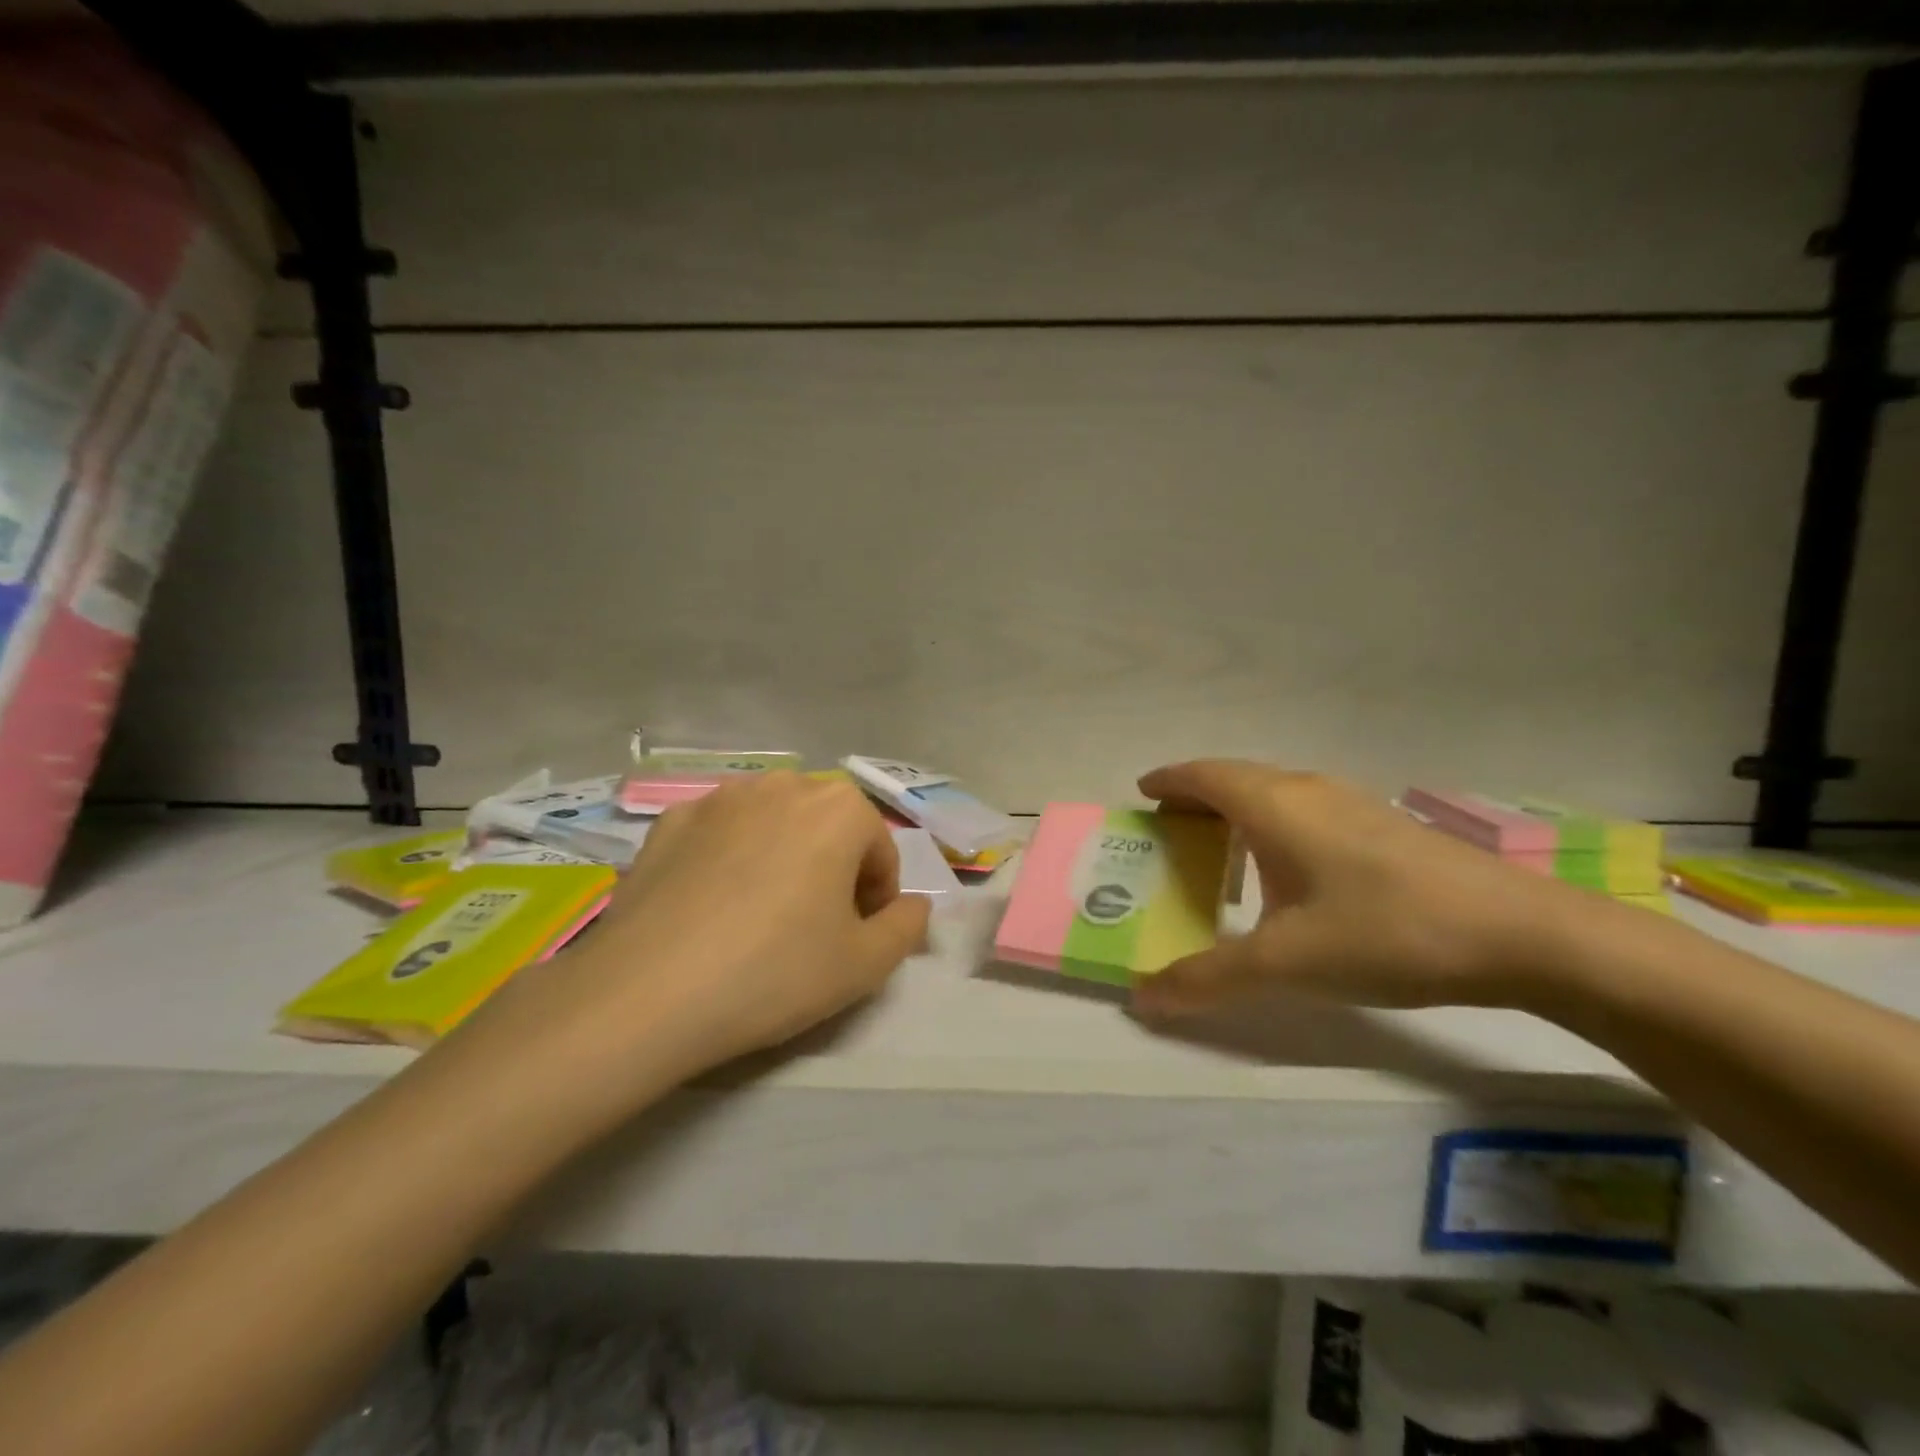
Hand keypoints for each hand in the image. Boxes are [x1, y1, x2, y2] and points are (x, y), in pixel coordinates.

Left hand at [469, 773, 929, 1103]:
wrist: (647, 992)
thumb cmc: (774, 972)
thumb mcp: (865, 965)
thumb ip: (906, 927)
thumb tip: (912, 905)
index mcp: (838, 809)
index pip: (879, 849)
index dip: (876, 897)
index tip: (857, 937)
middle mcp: (782, 785)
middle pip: (827, 827)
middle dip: (833, 869)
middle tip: (814, 927)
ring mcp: (719, 798)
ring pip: (772, 824)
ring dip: (783, 857)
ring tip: (761, 914)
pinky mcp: (669, 820)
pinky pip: (720, 833)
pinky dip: (730, 858)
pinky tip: (712, 906)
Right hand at [1131, 760, 1596, 1018]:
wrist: (1523, 934)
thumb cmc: (1386, 931)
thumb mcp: (1287, 962)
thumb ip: (1209, 978)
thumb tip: (1142, 997)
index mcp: (1274, 805)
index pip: (1204, 775)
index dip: (1168, 780)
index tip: (1141, 793)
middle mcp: (1308, 790)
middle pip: (1236, 777)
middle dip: (1196, 796)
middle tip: (1169, 828)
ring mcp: (1352, 803)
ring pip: (1275, 792)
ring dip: (1237, 809)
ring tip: (1219, 847)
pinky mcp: (1384, 826)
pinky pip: (1305, 809)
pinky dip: (1274, 824)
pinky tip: (1288, 869)